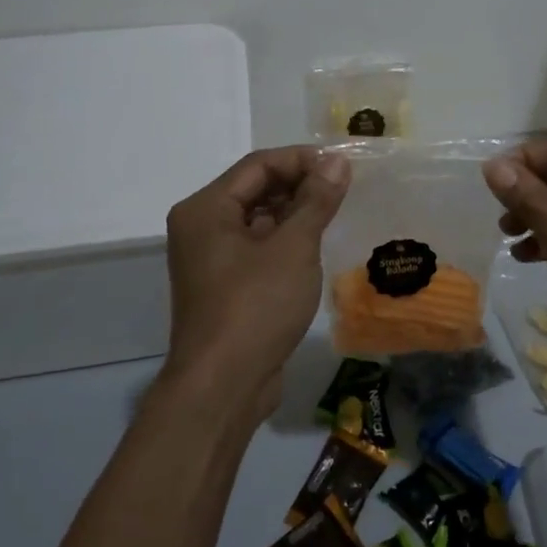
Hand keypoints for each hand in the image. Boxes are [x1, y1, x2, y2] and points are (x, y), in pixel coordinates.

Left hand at [164, 146, 350, 415]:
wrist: (224, 386)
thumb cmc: (256, 306)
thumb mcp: (293, 247)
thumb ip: (316, 200)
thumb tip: (338, 162)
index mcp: (206, 209)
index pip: (258, 166)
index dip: (302, 160)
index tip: (343, 166)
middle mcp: (201, 228)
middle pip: (255, 190)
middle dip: (300, 185)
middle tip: (345, 189)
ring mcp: (211, 259)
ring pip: (259, 220)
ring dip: (295, 213)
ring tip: (337, 213)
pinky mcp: (225, 286)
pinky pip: (258, 248)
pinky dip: (286, 240)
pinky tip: (317, 246)